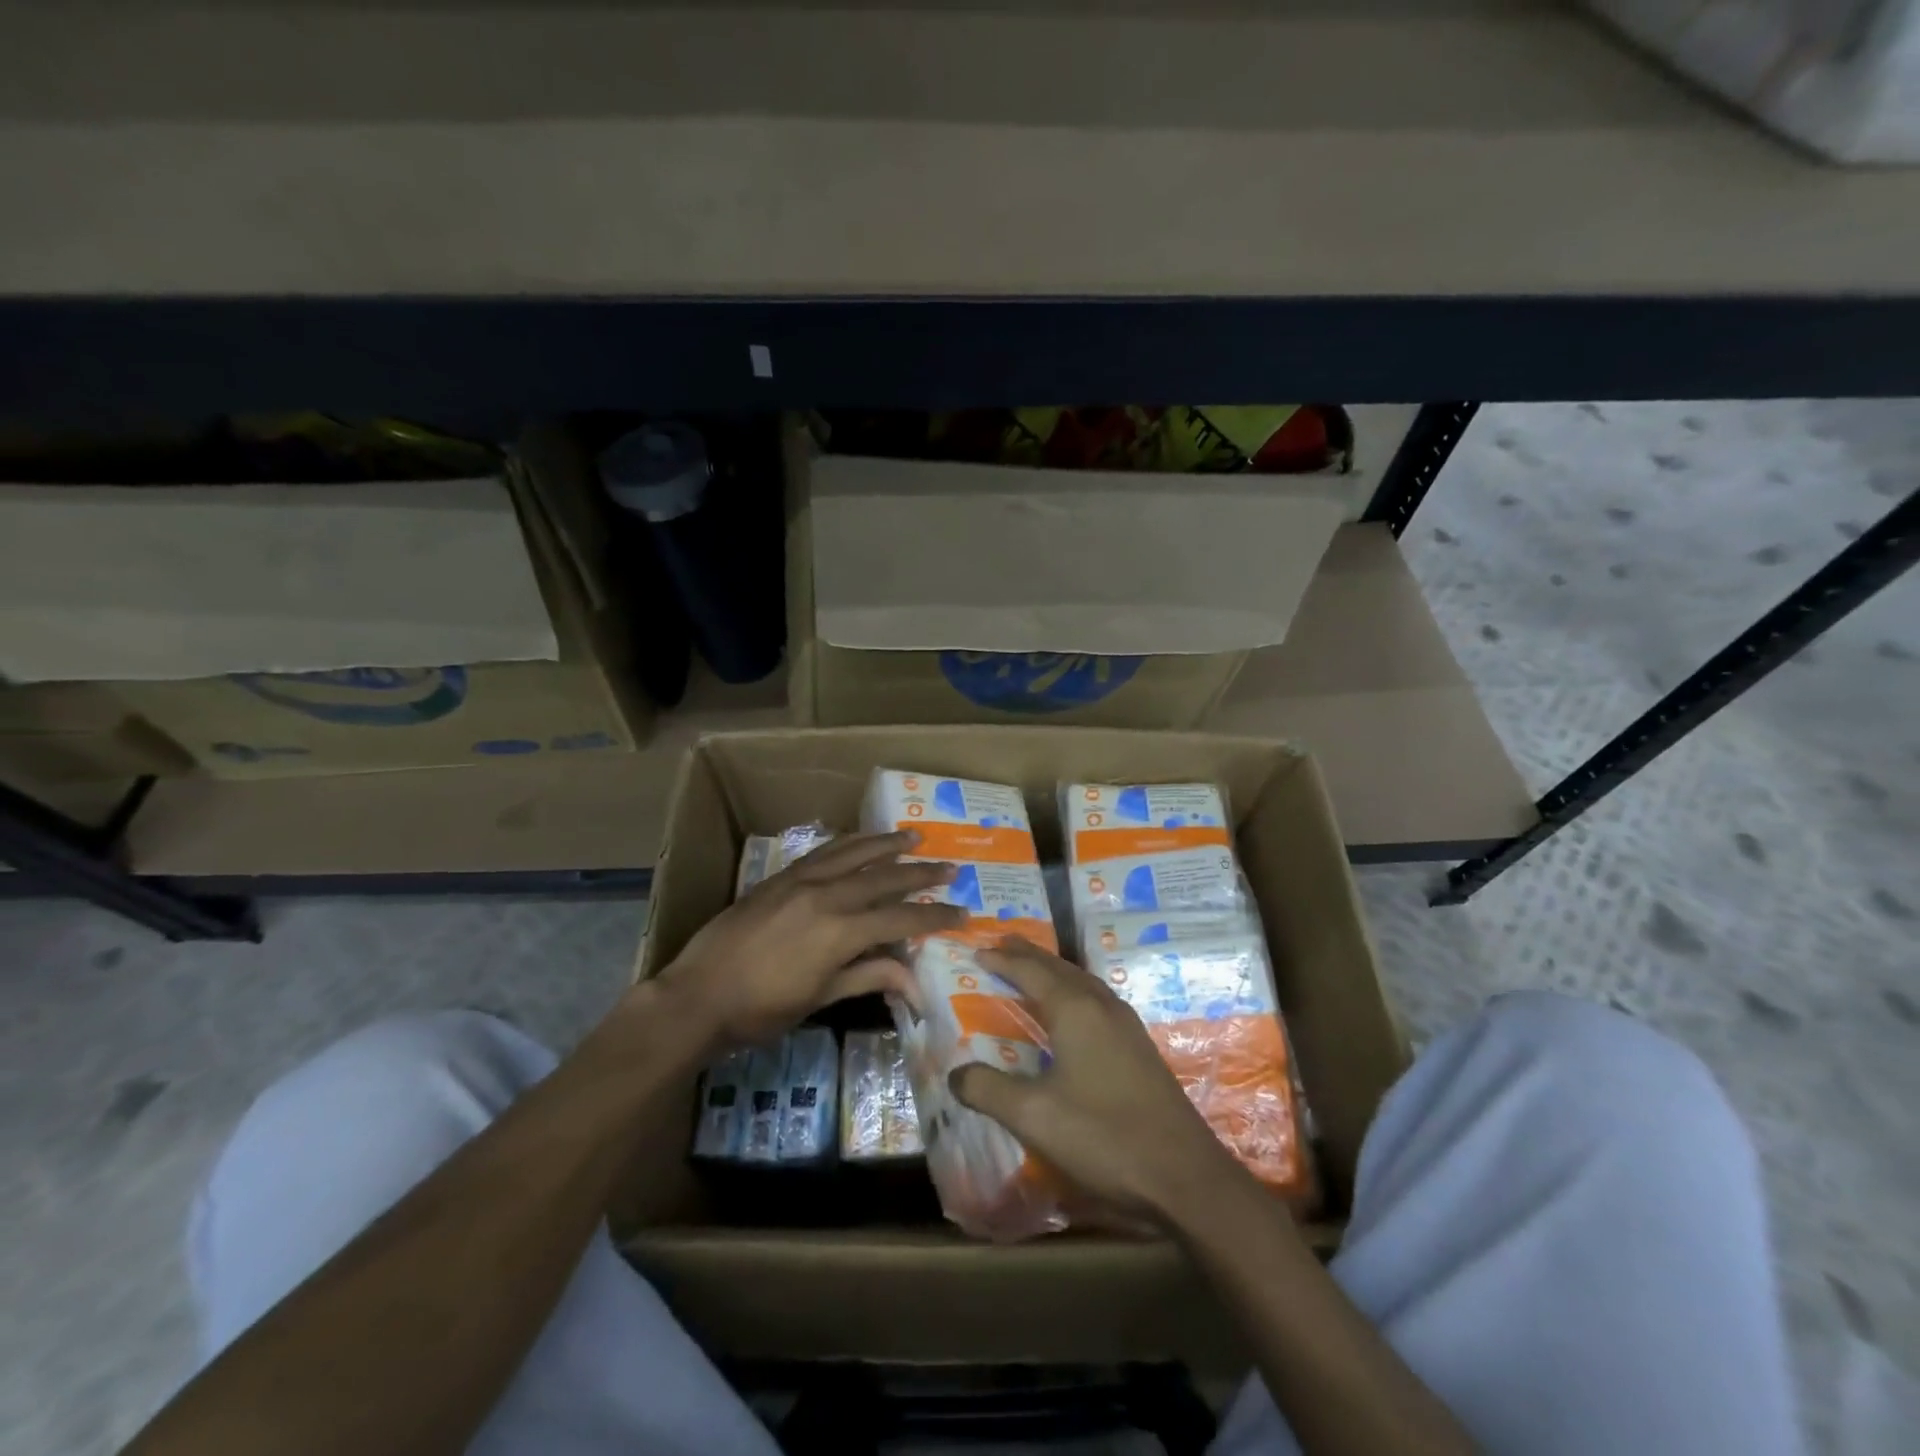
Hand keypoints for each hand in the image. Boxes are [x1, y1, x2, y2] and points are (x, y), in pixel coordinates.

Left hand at [650, 831, 965, 1049]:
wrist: (697, 995)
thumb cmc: (761, 1009)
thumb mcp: (820, 999)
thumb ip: (868, 978)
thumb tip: (915, 983)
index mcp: (840, 931)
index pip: (902, 919)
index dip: (935, 917)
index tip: (963, 913)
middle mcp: (827, 895)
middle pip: (885, 878)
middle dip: (921, 874)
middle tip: (950, 868)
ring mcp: (801, 881)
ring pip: (855, 853)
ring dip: (887, 845)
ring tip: (913, 836)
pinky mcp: (781, 877)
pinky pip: (824, 852)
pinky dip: (849, 843)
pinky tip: (860, 841)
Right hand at [949, 938, 1243, 1226]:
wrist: (1185, 1177)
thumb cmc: (1104, 1137)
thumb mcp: (1034, 1116)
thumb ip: (988, 1090)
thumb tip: (955, 1073)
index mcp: (1076, 1010)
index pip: (1031, 971)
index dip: (1002, 959)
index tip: (977, 950)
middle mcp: (1102, 1006)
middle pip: (1059, 967)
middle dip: (1028, 955)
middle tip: (1001, 945)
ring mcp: (1127, 1026)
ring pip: (1082, 982)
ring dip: (1053, 971)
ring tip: (1032, 969)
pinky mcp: (1139, 1048)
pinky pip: (1096, 1001)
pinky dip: (1072, 992)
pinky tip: (1072, 1013)